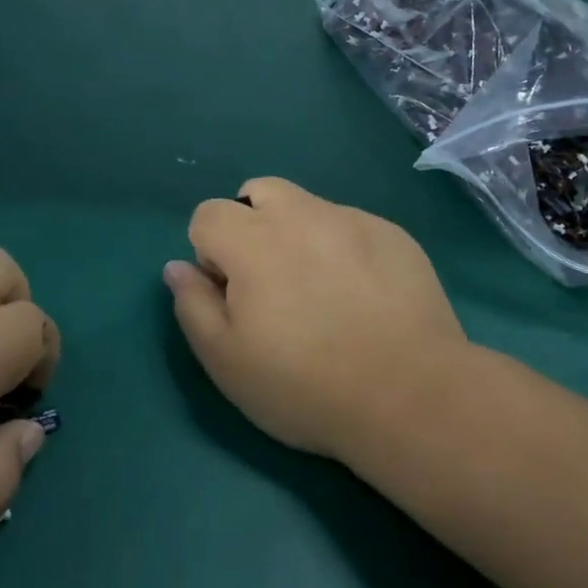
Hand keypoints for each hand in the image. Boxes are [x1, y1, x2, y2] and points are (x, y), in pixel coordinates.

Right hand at [164, 178, 470, 458]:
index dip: (209, 254)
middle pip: (259, 192)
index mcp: (253, 239)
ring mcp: (353, 220)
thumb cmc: (304, 384)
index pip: (207, 214)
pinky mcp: (394, 234)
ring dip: (299, 235)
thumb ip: (192, 304)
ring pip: (308, 207)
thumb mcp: (225, 360)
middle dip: (251, 225)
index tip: (231, 295)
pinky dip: (343, 249)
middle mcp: (301, 214)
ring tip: (321, 291)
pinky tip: (365, 297)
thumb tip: (178, 267)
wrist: (410, 395)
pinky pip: (352, 227)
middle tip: (270, 282)